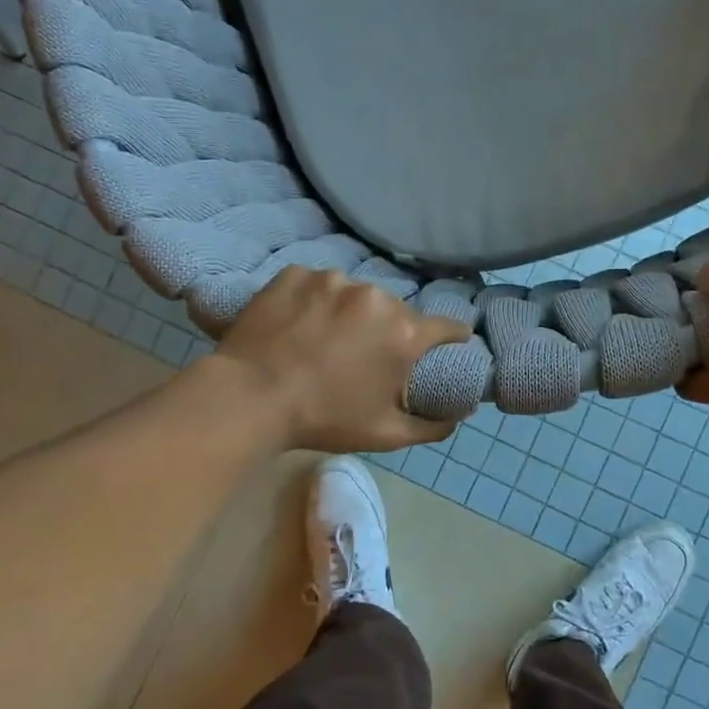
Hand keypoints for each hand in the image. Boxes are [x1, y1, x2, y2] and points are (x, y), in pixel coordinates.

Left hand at [211, 267, 470, 451]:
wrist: (248, 398)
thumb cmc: (323, 419)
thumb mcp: (385, 435)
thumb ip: (432, 426)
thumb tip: (459, 416)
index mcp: (404, 332)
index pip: (449, 327)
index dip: (451, 340)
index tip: (442, 350)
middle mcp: (375, 297)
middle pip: (397, 311)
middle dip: (389, 331)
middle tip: (364, 357)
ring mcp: (333, 280)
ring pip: (356, 296)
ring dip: (351, 314)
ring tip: (324, 340)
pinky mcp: (296, 273)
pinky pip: (317, 285)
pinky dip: (314, 301)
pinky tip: (297, 325)